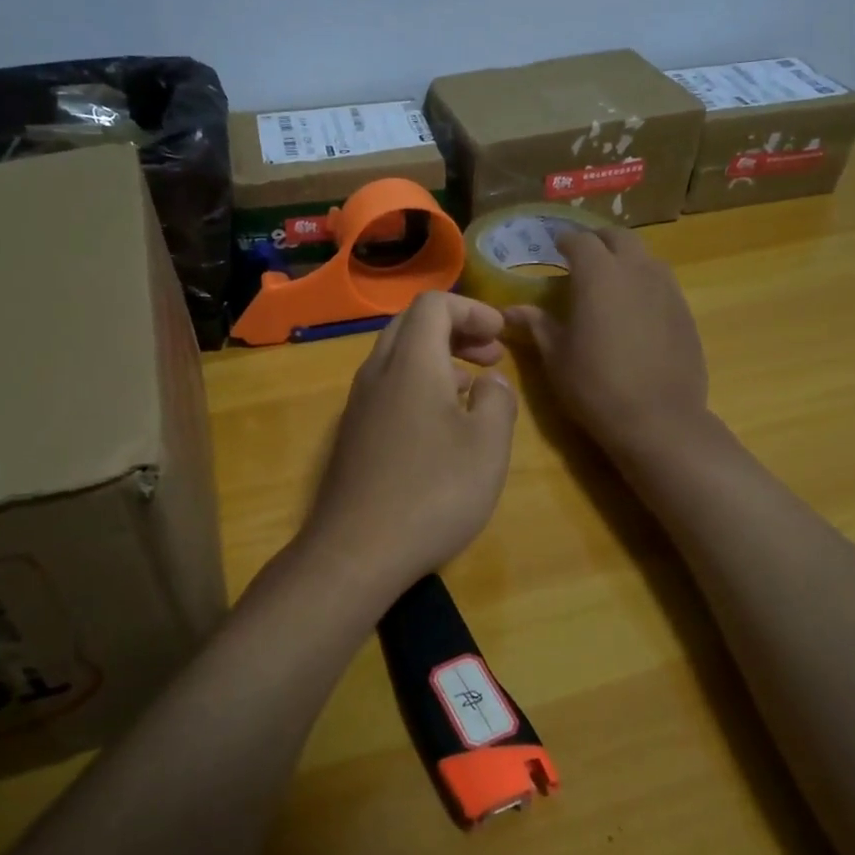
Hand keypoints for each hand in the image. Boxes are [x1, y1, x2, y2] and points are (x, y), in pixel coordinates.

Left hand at [301, 293, 518, 602]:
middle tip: (493, 355)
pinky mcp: (353, 435)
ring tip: (474, 389)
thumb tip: (490, 382)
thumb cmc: (433, 492)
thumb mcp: (487, 445)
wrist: (356, 551)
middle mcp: (377, 373)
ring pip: (398, 358)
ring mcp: (359, 405)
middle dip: (457, 330)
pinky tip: (442, 426)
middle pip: (412, 325)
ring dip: (438, 359)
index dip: (472, 309)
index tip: (502, 334)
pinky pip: (388, 389)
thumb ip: (498, 400)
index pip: (434, 304)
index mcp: (411, 362)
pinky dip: (419, 386)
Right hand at [506, 227, 708, 460]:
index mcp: (599, 275)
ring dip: (625, 259)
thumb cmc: (595, 385)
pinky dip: (644, 283)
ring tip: (610, 280)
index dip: (565, 240)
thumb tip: (511, 311)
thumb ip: (537, 325)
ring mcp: (667, 289)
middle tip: (582, 255)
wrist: (659, 419)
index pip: (580, 240)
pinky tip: (635, 309)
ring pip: (645, 257)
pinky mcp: (685, 311)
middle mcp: (636, 270)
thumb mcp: (556, 356)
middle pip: (619, 237)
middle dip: (599, 240)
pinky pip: (662, 283)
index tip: (554, 246)